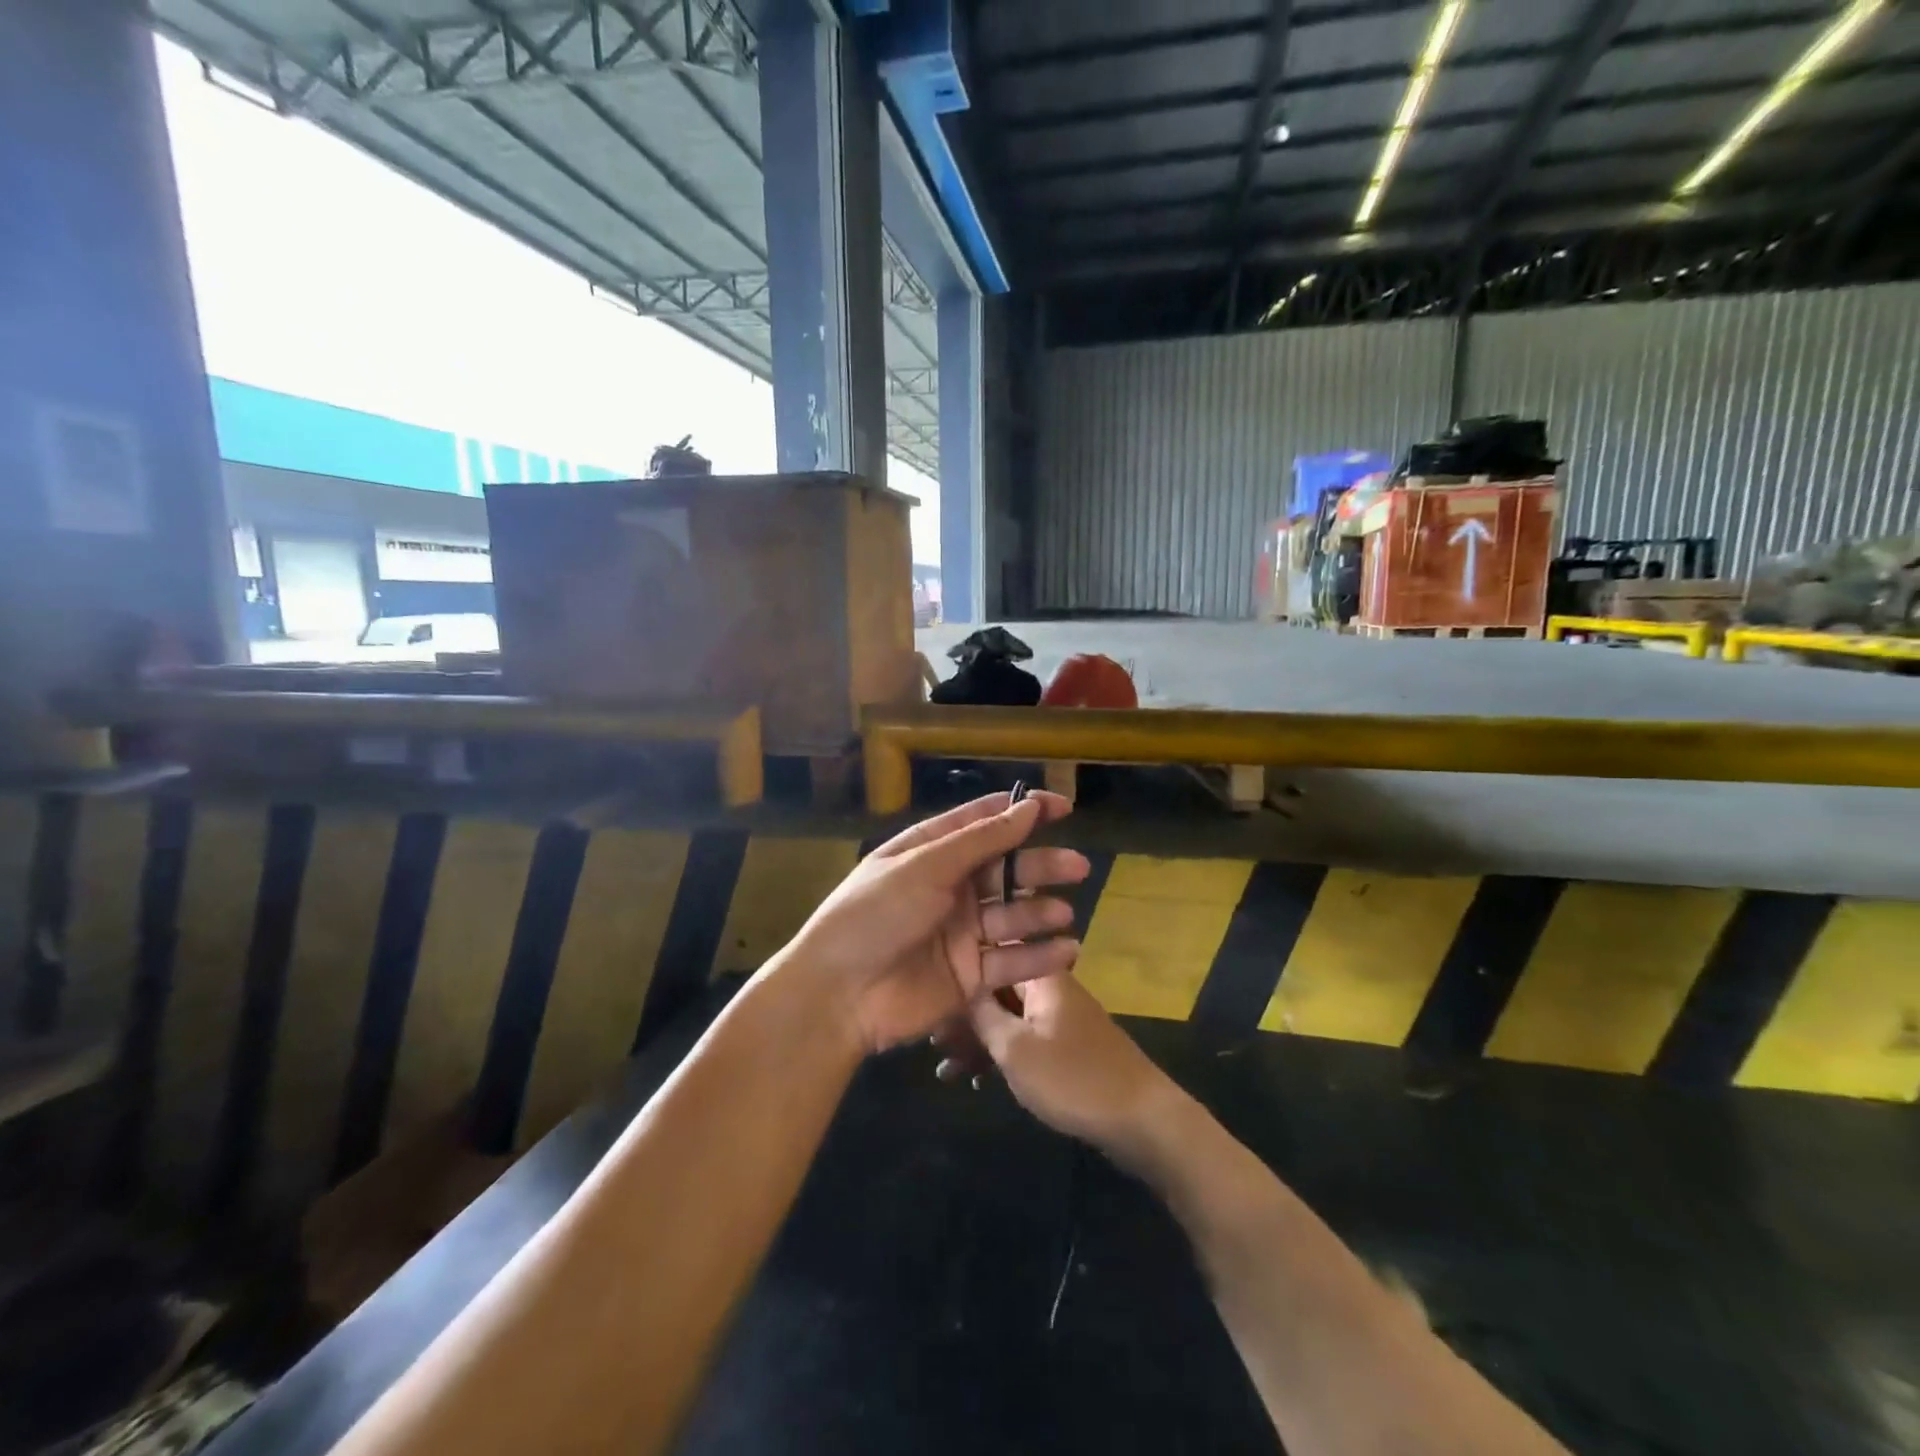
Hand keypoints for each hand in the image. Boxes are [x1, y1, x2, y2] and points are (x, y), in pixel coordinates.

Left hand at [779, 792, 1090, 1052]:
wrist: (839, 995)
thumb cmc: (875, 914)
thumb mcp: (925, 867)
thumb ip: (981, 840)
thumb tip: (1027, 806)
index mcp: (931, 852)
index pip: (983, 823)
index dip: (1022, 812)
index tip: (1062, 807)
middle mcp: (949, 888)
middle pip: (1005, 869)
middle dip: (1040, 866)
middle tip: (1077, 866)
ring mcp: (961, 932)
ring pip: (1012, 914)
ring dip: (1040, 911)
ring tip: (1064, 913)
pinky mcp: (970, 975)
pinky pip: (1011, 960)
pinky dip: (1039, 956)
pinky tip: (1066, 950)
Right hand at [951, 973, 1180, 1166]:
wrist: (1142, 1121)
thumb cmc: (1073, 1078)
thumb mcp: (1015, 1048)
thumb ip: (981, 1015)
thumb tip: (957, 986)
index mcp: (1040, 976)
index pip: (992, 956)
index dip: (959, 974)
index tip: (930, 996)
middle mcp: (1049, 988)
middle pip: (996, 989)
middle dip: (962, 1015)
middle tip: (932, 1043)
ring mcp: (1058, 1018)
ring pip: (1007, 1018)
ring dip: (977, 1041)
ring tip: (945, 1071)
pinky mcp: (1065, 1047)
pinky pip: (1023, 1041)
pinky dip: (1000, 1056)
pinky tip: (975, 1082)